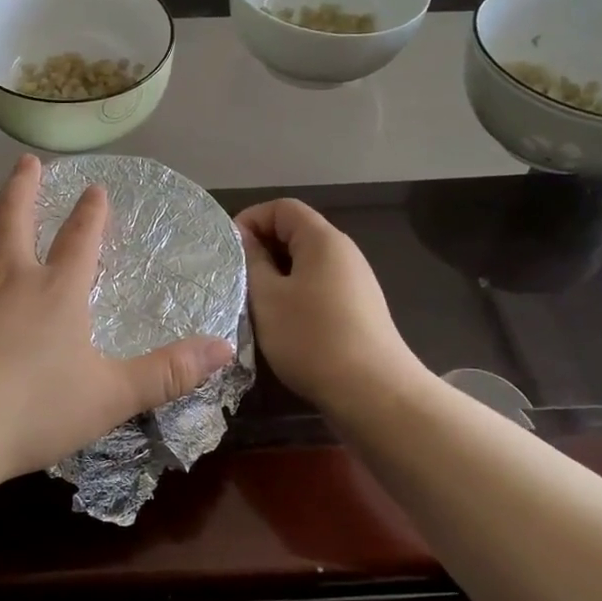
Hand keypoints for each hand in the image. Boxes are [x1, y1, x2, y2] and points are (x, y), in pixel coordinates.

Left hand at [0, 156, 233, 501]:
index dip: (92, 210)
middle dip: (24, 183)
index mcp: (56, 290)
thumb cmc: (30, 415)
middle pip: (14, 212)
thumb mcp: (111, 398)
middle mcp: (6, 274)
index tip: (95, 187)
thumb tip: (225, 347)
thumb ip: (169, 372)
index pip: (81, 236)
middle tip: (28, 162)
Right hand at [236, 199, 420, 412]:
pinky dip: (294, 294)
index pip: (282, 208)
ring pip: (305, 263)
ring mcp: (354, 282)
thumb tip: (244, 237)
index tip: (227, 250)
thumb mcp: (267, 297)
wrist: (373, 393)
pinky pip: (318, 286)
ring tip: (251, 301)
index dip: (250, 219)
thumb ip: (252, 261)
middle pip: (295, 232)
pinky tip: (280, 322)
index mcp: (323, 240)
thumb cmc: (312, 338)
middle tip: (234, 277)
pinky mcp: (358, 309)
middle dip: (261, 248)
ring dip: (275, 275)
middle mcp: (343, 253)